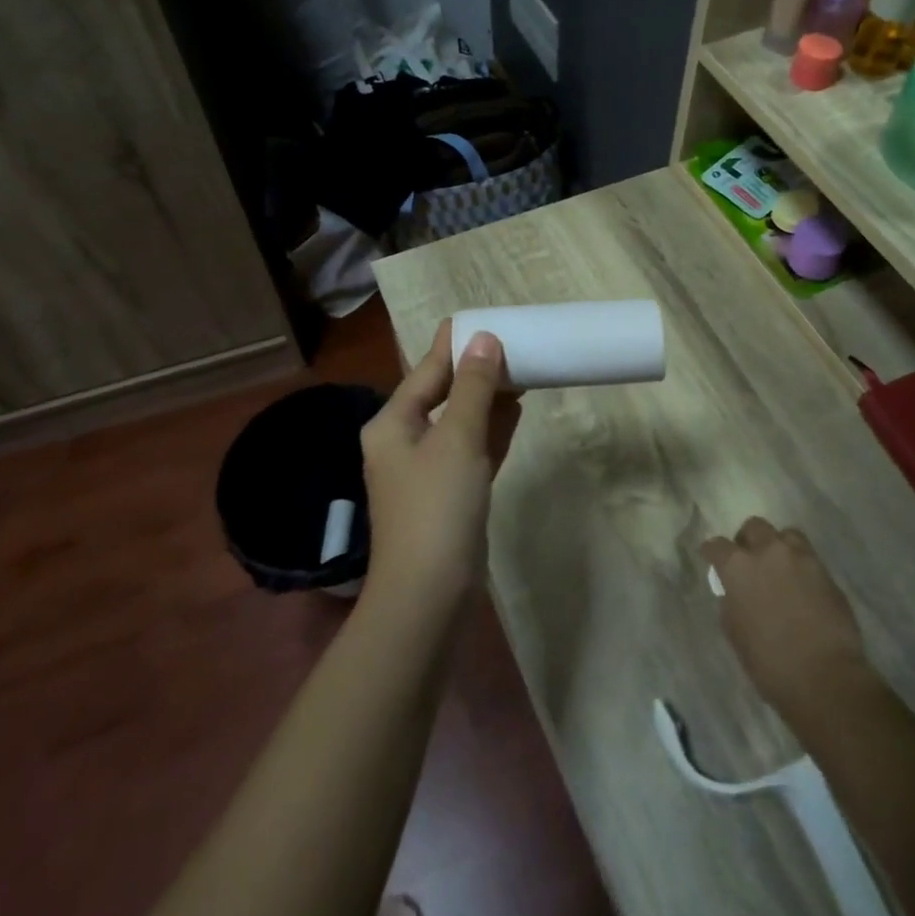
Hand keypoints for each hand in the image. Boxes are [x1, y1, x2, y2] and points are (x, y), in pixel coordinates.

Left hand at [361, 321, 521, 608]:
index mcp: (393, 424)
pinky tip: (515, 412)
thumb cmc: (436, 508)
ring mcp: (427, 472)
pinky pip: (472, 450)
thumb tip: (484, 338)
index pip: (426, 370)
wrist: (428, 597)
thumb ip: (473, 388)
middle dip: (476, 371)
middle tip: (513, 343)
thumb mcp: (457, 439)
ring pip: (461, 422)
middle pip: (443, 394)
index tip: (483, 318)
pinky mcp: (450, 496)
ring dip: (488, 398)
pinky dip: (491, 431)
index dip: (454, 344)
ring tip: (521, 369)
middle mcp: (404, 442)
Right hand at [703, 517, 875, 724]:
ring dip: (779, 546)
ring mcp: (801, 559)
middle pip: (754, 527)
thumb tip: (735, 591)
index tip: (712, 559)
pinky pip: (809, 558)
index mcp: (738, 567)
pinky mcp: (827, 573)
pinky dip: (801, 566)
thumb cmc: (770, 663)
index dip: (712, 552)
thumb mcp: (735, 632)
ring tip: (780, 568)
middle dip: (748, 540)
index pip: (717, 546)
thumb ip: (731, 601)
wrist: (826, 678)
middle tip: (750, 560)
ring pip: (786, 535)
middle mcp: (768, 552)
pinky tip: (802, 587)